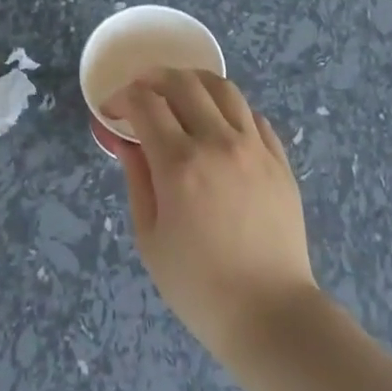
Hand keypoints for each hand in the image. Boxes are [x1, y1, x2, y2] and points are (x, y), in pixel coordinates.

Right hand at [99, 70, 318, 365]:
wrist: (269, 312)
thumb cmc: (198, 285)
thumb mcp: (150, 237)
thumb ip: (137, 180)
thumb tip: (128, 142)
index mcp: (180, 164)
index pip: (146, 103)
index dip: (123, 97)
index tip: (112, 110)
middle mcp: (218, 143)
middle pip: (183, 83)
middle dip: (153, 78)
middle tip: (140, 94)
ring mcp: (254, 148)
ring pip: (223, 89)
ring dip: (193, 82)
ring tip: (178, 94)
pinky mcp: (279, 160)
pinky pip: (252, 115)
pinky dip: (228, 108)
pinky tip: (217, 123)